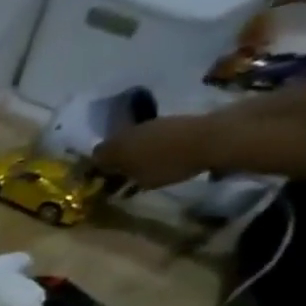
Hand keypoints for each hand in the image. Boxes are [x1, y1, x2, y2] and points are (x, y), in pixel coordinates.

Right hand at [93, 115, 214, 187]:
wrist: (210, 138)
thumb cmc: (169, 164)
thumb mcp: (142, 181)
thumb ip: (123, 181)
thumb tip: (112, 183)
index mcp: (114, 148)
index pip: (94, 158)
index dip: (95, 171)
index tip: (100, 182)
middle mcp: (126, 133)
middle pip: (113, 147)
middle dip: (114, 162)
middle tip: (121, 177)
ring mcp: (148, 125)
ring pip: (132, 141)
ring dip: (133, 154)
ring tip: (142, 169)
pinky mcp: (167, 122)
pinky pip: (150, 137)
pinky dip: (150, 148)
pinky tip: (160, 158)